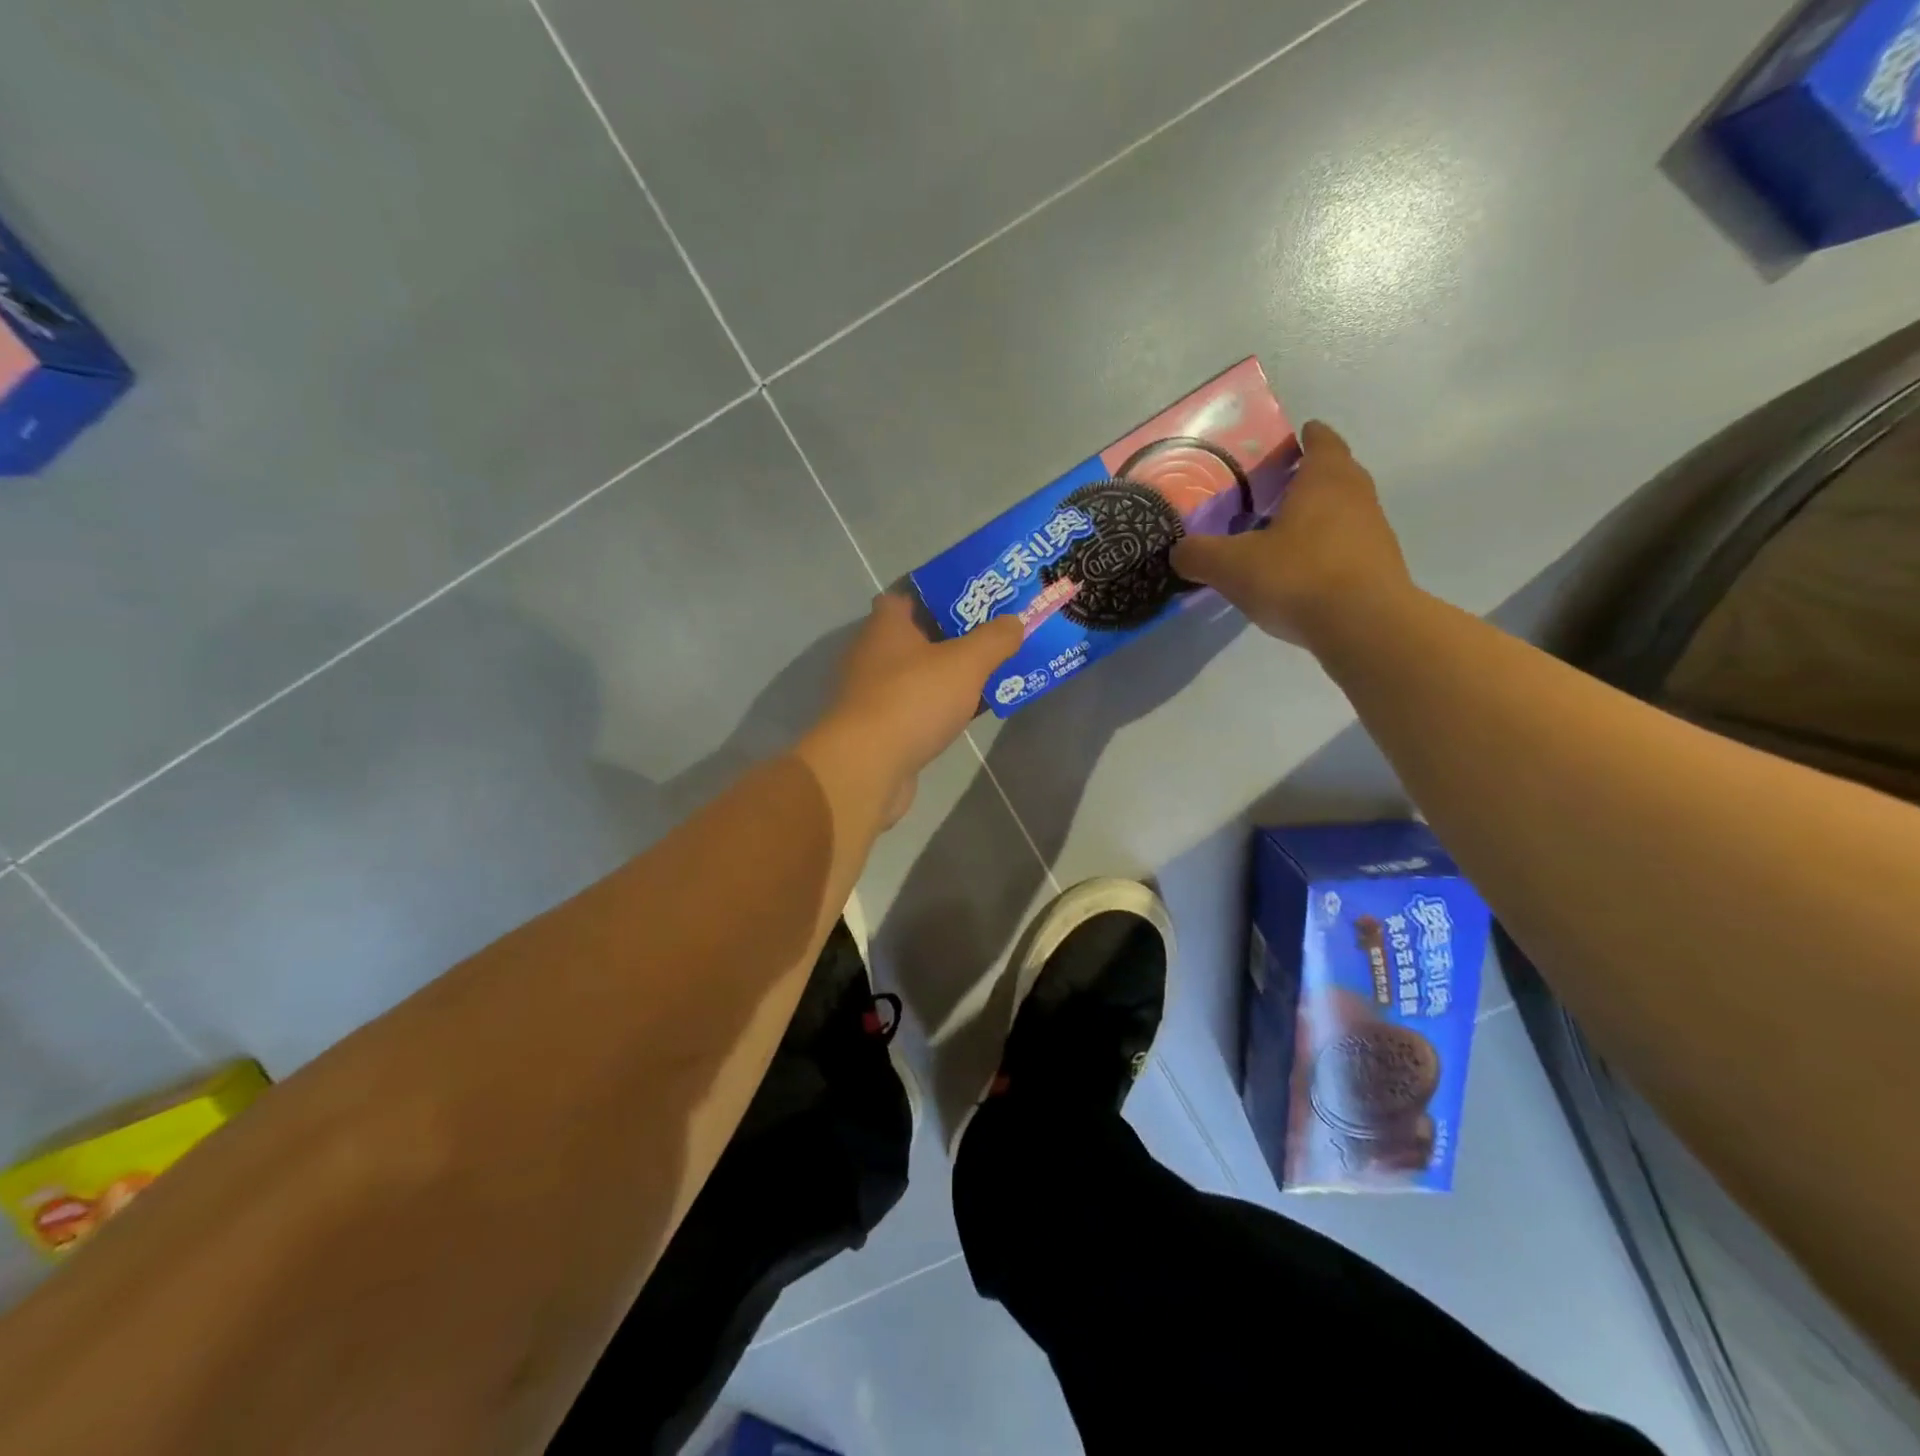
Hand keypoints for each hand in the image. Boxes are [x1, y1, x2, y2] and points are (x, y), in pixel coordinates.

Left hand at [802, 593, 1021, 824]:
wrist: (868, 767)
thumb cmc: (913, 700)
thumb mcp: (965, 662)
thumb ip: (994, 639)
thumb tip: (1015, 621)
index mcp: (887, 625)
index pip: (911, 594)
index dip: (944, 593)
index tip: (978, 598)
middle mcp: (874, 653)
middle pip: (920, 635)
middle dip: (957, 635)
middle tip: (997, 634)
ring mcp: (875, 693)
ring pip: (922, 674)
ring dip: (952, 674)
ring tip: (994, 670)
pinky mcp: (881, 728)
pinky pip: (920, 706)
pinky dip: (943, 706)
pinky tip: (972, 711)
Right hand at [1170, 421, 1413, 648]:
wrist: (1364, 626)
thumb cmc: (1297, 576)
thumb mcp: (1231, 566)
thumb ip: (1199, 554)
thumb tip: (1178, 551)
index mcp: (1324, 478)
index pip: (1321, 441)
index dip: (1306, 438)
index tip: (1290, 441)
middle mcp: (1356, 495)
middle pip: (1335, 474)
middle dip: (1308, 477)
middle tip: (1273, 490)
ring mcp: (1374, 532)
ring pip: (1343, 511)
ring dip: (1318, 516)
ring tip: (1281, 534)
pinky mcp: (1380, 568)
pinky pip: (1348, 547)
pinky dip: (1326, 550)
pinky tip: (1300, 573)